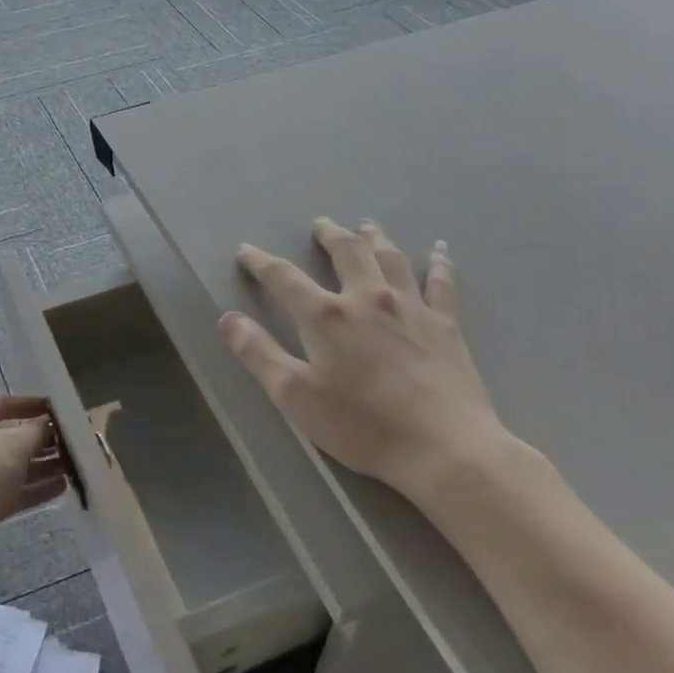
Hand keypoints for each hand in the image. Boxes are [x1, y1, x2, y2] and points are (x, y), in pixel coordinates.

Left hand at [0, 393, 65, 568]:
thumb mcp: (14, 443)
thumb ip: (36, 430)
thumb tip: (47, 424)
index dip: (28, 403)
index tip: (55, 408)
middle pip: (7, 437)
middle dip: (39, 439)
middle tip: (69, 441)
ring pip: (12, 467)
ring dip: (42, 465)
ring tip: (72, 465)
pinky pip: (13, 492)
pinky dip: (35, 488)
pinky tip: (62, 487)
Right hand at [218, 219, 509, 499]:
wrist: (444, 448)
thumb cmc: (362, 425)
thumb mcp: (295, 395)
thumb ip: (258, 353)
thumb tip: (227, 318)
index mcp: (326, 316)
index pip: (284, 277)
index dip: (261, 261)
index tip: (246, 250)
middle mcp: (368, 299)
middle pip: (346, 252)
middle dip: (329, 235)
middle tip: (320, 224)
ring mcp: (411, 308)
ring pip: (390, 258)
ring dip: (375, 238)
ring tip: (366, 225)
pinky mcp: (445, 326)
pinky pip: (442, 283)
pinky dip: (438, 262)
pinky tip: (438, 249)